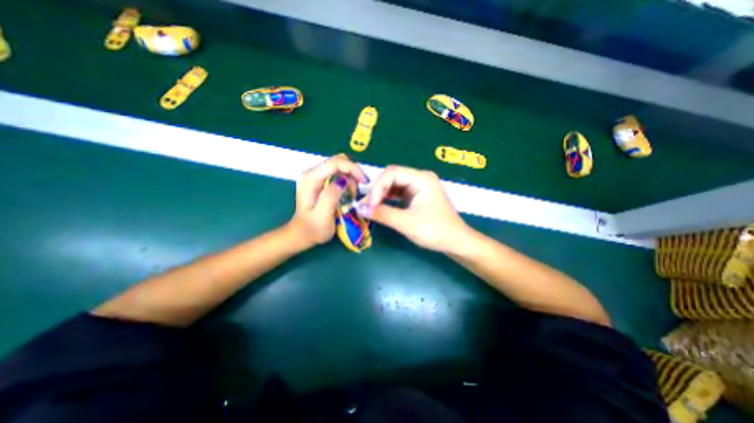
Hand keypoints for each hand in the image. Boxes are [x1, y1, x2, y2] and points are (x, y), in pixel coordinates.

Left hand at [289, 153, 368, 247]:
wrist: (302, 234)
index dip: (352, 169)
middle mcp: (311, 173)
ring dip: (350, 178)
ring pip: (339, 166)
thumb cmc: (313, 228)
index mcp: (310, 179)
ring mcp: (315, 176)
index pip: (334, 163)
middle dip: (352, 173)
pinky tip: (348, 193)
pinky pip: (338, 173)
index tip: (364, 181)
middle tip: (358, 191)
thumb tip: (343, 180)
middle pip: (338, 161)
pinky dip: (347, 181)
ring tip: (352, 195)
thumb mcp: (322, 216)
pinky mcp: (320, 180)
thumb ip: (331, 196)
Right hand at [362, 164, 469, 250]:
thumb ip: (382, 214)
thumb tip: (360, 208)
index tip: (369, 205)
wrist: (456, 242)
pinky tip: (380, 207)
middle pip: (392, 177)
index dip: (377, 187)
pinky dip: (388, 200)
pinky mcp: (417, 196)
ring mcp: (419, 187)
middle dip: (378, 191)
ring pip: (394, 185)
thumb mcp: (406, 223)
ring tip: (370, 208)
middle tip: (366, 206)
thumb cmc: (435, 231)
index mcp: (421, 178)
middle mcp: (420, 178)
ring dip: (381, 195)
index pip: (392, 173)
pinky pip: (398, 193)